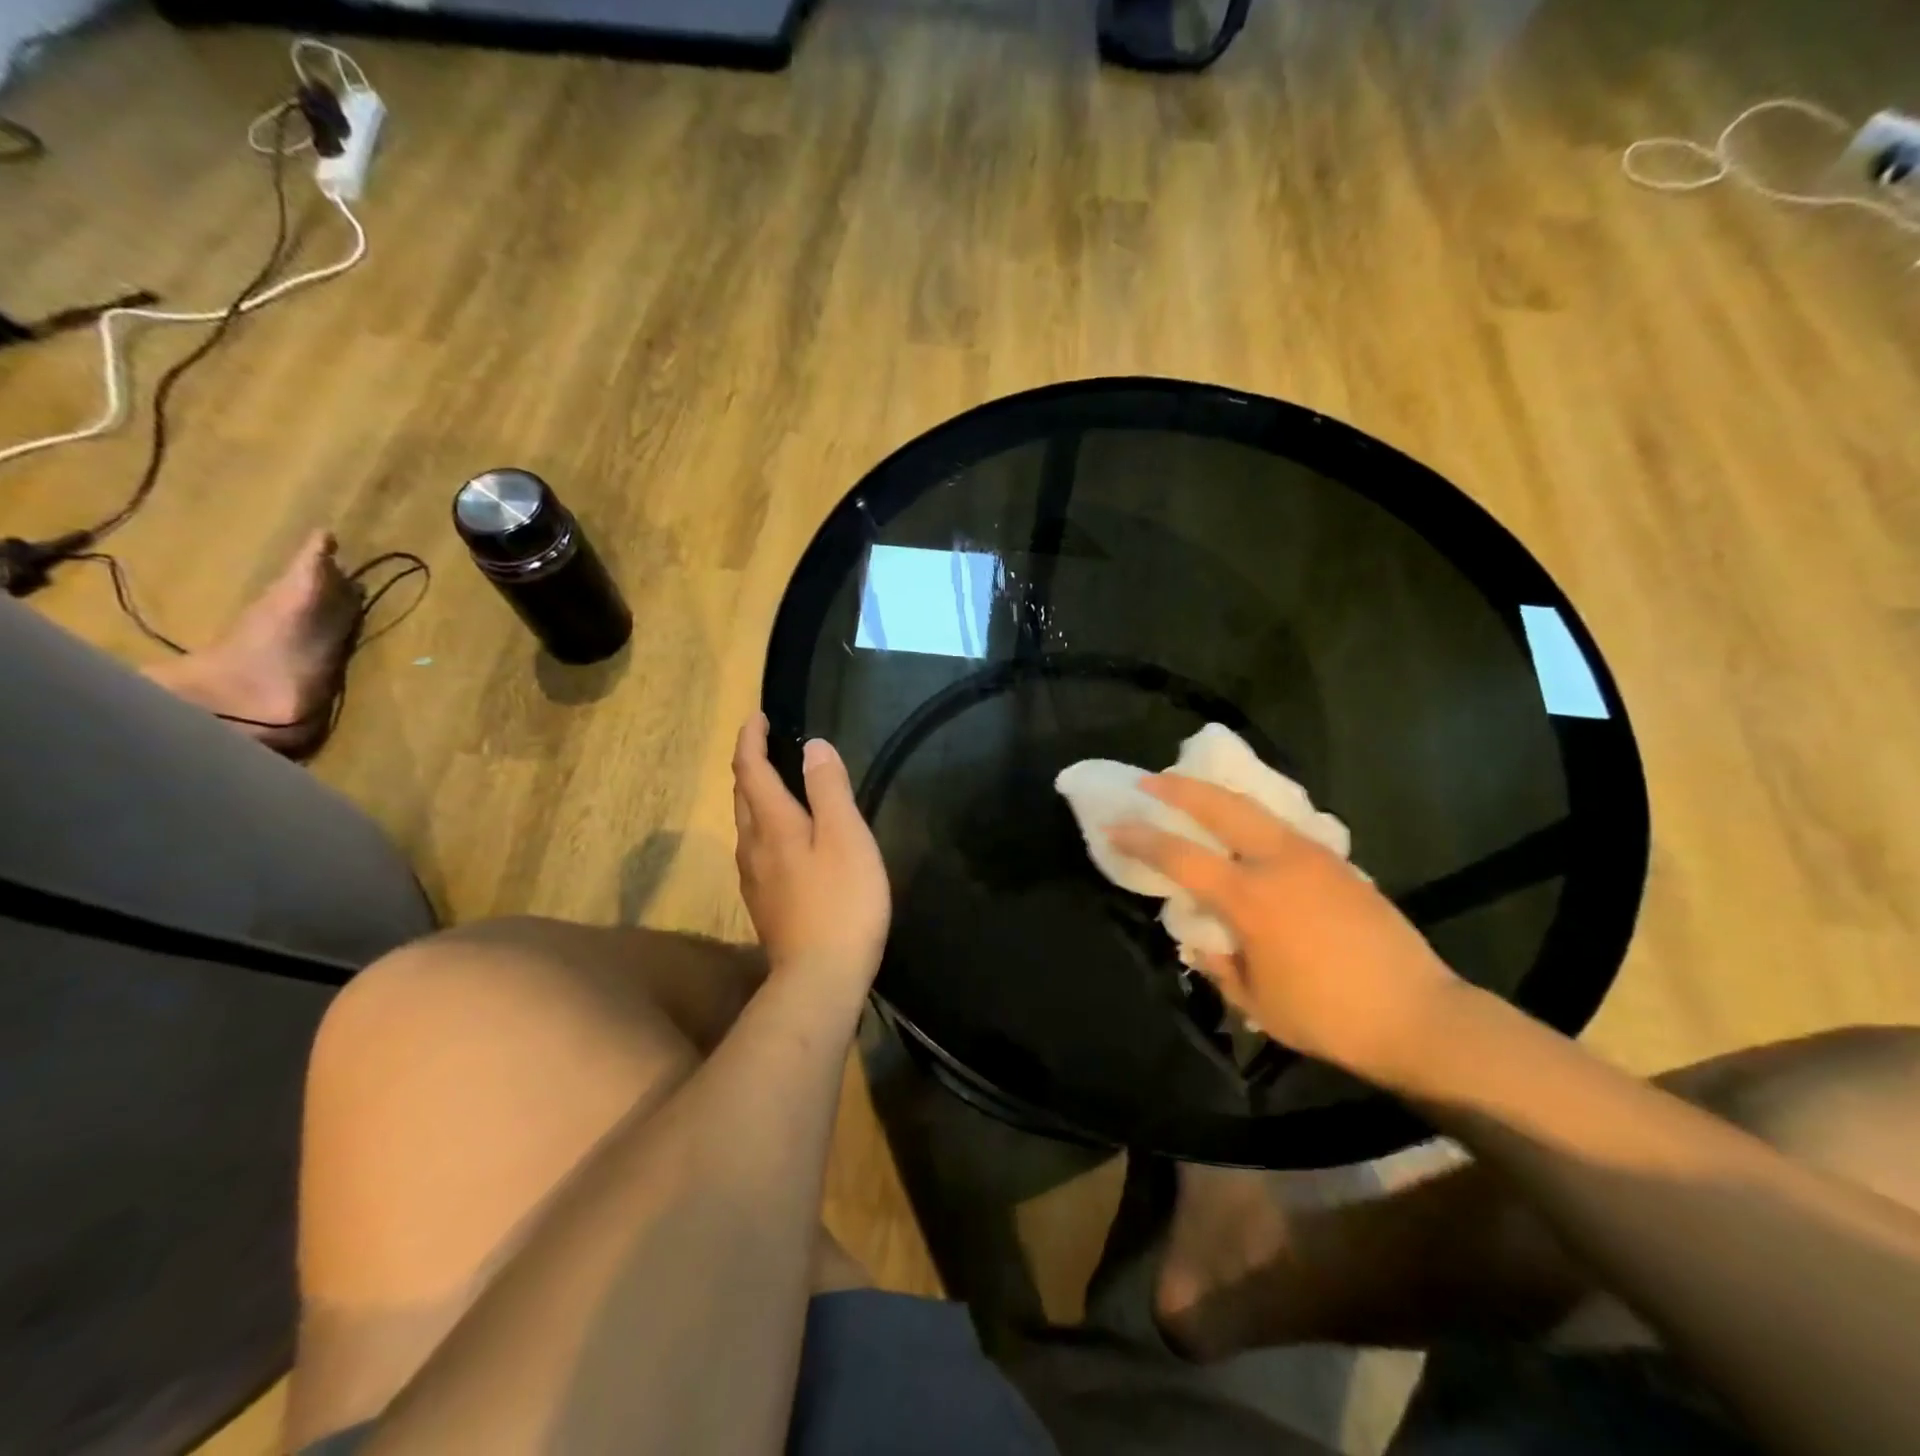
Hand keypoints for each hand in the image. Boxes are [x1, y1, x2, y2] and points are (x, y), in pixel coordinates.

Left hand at [732, 714, 890, 983]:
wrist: (819, 978)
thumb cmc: (841, 901)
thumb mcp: (846, 836)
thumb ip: (828, 788)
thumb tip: (813, 746)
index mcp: (772, 824)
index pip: (750, 769)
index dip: (751, 739)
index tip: (758, 716)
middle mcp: (753, 846)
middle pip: (742, 795)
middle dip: (750, 763)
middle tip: (767, 743)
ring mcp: (754, 878)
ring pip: (746, 824)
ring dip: (755, 795)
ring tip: (777, 783)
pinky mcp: (764, 903)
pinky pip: (756, 849)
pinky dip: (764, 825)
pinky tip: (784, 838)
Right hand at [1109, 775, 1462, 1077]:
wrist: (1420, 1017)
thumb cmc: (1329, 1016)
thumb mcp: (1257, 1002)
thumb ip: (1219, 963)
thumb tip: (1200, 939)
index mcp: (1249, 898)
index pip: (1180, 857)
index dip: (1141, 838)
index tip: (1114, 824)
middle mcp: (1278, 863)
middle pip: (1221, 807)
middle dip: (1180, 788)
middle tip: (1150, 781)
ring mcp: (1313, 856)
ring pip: (1256, 809)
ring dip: (1218, 796)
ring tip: (1194, 793)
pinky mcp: (1339, 863)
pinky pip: (1283, 827)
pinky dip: (1253, 817)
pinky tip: (1246, 830)